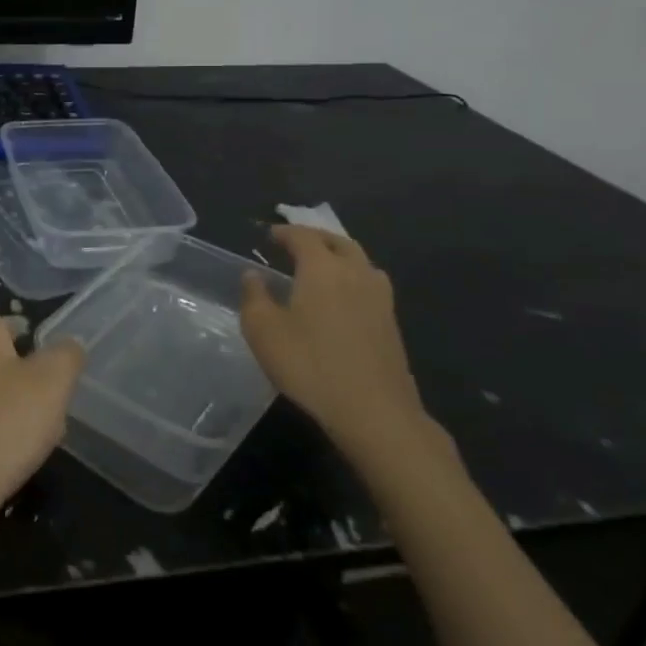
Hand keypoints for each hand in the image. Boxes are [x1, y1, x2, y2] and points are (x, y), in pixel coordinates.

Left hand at [0, 306, 84, 511]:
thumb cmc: (8, 417)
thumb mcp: (55, 380)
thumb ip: (67, 355)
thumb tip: (69, 345)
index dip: (13, 327)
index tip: (37, 347)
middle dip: (10, 365)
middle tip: (43, 388)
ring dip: (1, 397)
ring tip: (35, 424)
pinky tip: (11, 449)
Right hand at [240, 226, 429, 457]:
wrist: (375, 413)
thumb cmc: (310, 365)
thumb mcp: (263, 330)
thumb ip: (254, 296)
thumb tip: (253, 274)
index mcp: (322, 268)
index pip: (303, 237)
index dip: (284, 232)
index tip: (268, 235)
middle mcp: (355, 274)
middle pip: (338, 242)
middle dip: (316, 238)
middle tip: (295, 243)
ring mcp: (380, 299)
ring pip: (361, 262)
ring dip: (339, 256)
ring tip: (321, 267)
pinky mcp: (392, 325)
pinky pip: (370, 285)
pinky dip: (353, 278)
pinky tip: (341, 299)